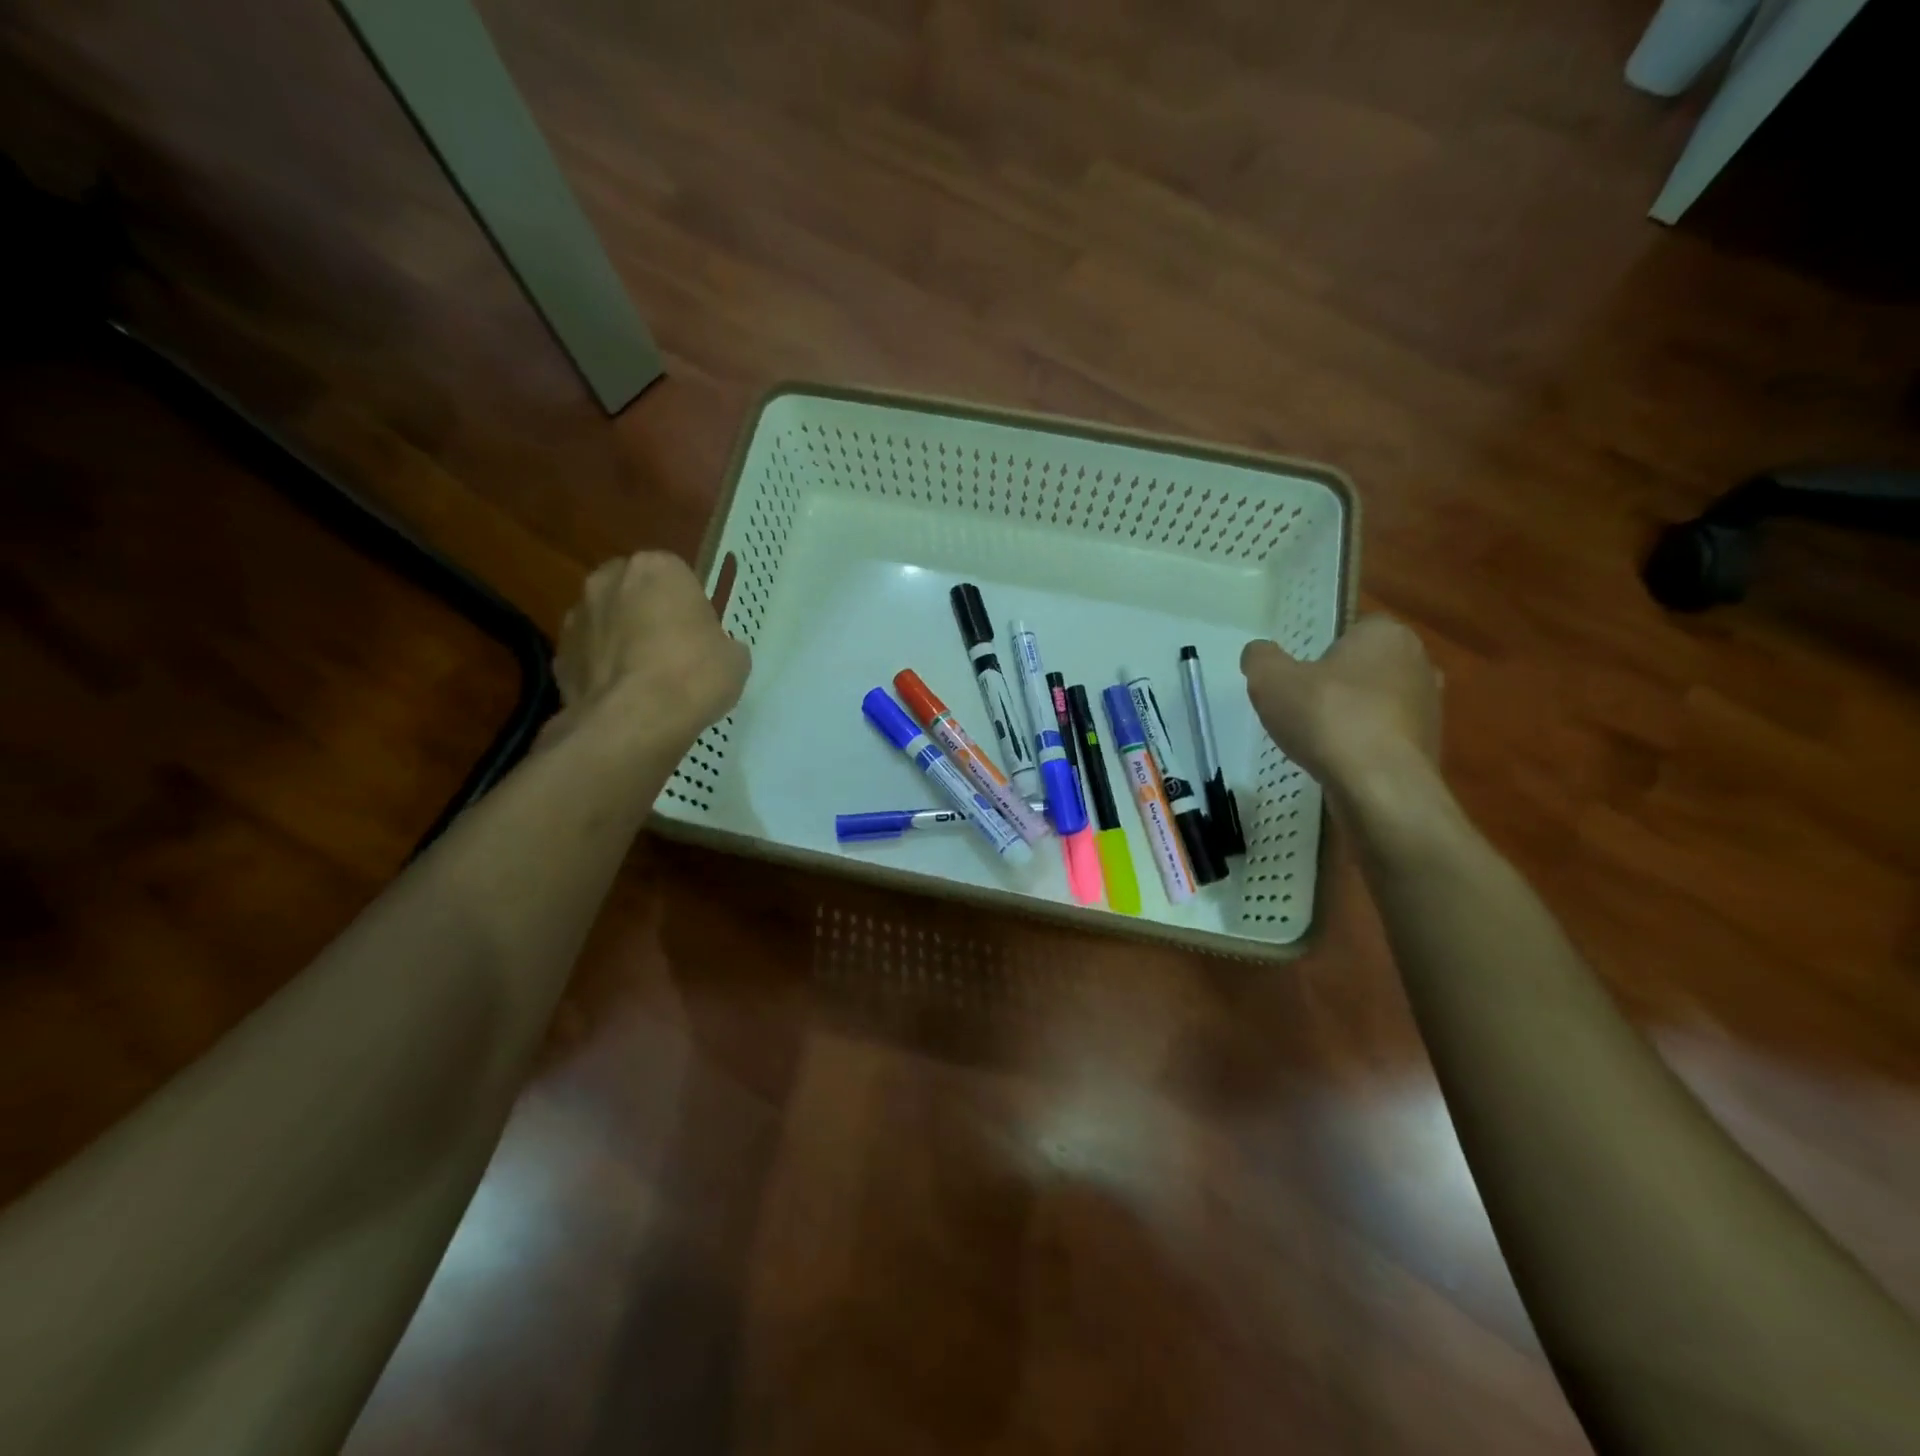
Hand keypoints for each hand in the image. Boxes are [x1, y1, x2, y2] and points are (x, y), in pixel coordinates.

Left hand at [552, 552, 749, 748]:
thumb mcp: (734, 659)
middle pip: (634, 592)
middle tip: (671, 652)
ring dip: (620, 640)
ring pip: (606, 621)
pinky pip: (588, 655)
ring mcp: (576, 616)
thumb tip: (714, 650)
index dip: (689, 607)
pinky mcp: (558, 654)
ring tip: (643, 680)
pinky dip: (601, 670)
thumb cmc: (693, 676)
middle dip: (647, 614)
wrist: (634, 721)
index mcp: (657, 568)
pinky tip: (621, 697)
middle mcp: (609, 580)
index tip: (700, 635)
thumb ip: (721, 643)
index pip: (677, 576)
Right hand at [1241, 616, 1439, 796]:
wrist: (1380, 785)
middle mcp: (1418, 663)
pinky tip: (1338, 762)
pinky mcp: (1429, 746)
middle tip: (1303, 706)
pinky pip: (1386, 737)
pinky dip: (1364, 745)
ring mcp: (1429, 707)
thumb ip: (1261, 659)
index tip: (1299, 676)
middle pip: (1366, 667)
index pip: (1354, 630)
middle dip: (1338, 684)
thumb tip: (1259, 653)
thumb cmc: (1327, 717)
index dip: (1323, 651)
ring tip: (1317, 739)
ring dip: (1352, 716)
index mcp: (1386, 635)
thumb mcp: (1271, 681)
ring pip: (1378, 703)